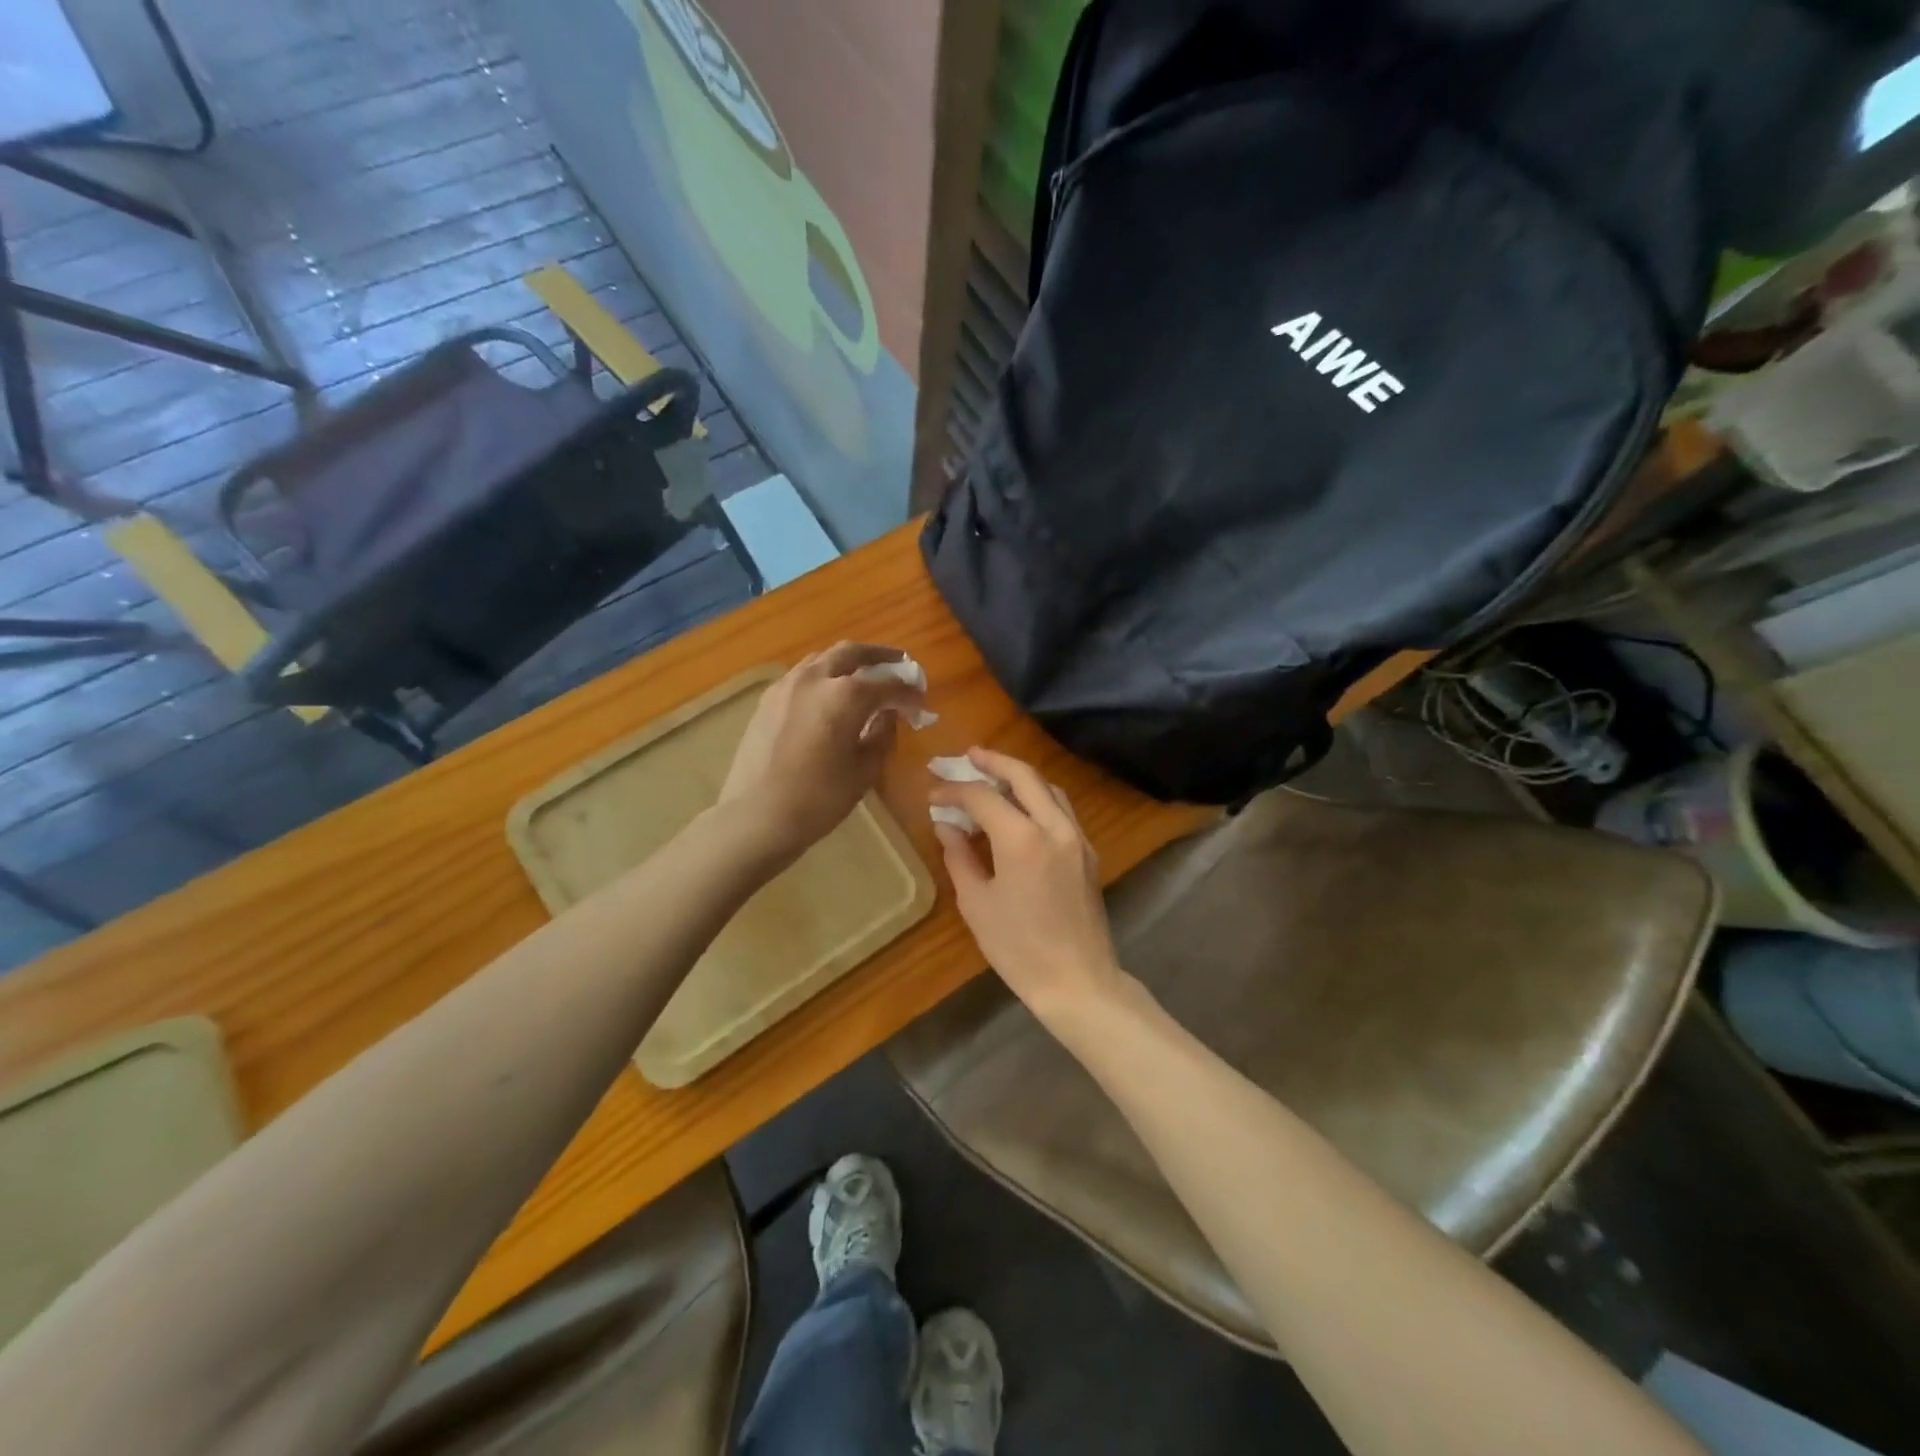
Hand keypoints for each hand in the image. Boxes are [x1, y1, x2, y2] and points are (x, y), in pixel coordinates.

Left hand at [718, 643, 926, 863]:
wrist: (756, 817)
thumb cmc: (819, 798)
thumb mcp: (864, 770)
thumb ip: (883, 734)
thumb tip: (889, 715)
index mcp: (846, 695)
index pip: (889, 684)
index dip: (909, 693)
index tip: (921, 703)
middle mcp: (815, 678)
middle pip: (852, 653)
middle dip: (880, 657)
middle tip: (899, 665)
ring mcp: (787, 686)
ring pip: (823, 659)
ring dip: (849, 662)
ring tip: (865, 676)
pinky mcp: (767, 700)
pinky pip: (803, 675)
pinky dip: (824, 676)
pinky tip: (829, 695)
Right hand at [929, 748, 1123, 1024]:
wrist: (1078, 981)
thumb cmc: (1018, 948)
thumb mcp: (977, 903)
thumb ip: (959, 856)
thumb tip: (946, 825)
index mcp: (1022, 839)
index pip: (983, 797)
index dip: (955, 790)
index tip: (933, 793)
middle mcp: (1054, 827)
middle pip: (1024, 775)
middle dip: (993, 761)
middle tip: (968, 755)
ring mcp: (1077, 837)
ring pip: (1048, 788)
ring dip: (1019, 776)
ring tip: (992, 776)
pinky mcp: (1087, 852)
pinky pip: (1061, 809)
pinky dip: (1038, 797)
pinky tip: (1019, 809)